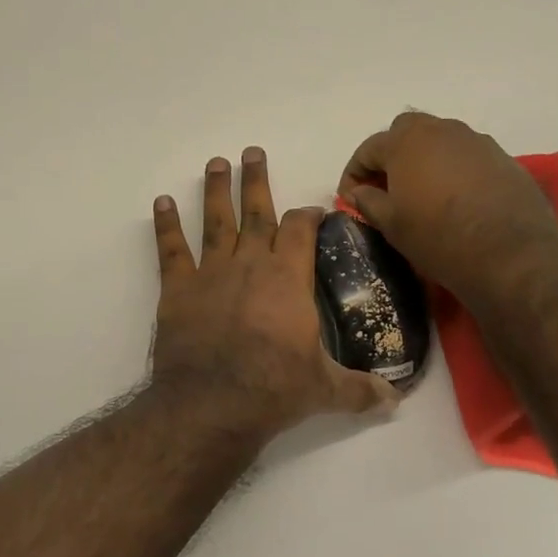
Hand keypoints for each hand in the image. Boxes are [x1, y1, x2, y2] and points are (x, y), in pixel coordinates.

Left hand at [152, 147, 398, 437]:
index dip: (307, 215)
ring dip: (216, 190)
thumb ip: (361, 390)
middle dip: (256, 180)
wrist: (212, 403)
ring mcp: (211, 272)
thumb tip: (396, 401)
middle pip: (257, 212)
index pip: (300, 230)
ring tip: (216, 163)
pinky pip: (171, 250)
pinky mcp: (178, 289)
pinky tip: (161, 202)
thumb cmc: (274, 389)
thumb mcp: (325, 390)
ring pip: (216, 221)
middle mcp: (251, 264)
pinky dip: (165, 225)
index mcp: (288, 278)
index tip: (311, 209)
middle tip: (252, 152)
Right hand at [340, 112, 557, 301]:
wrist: (511, 253)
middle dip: (390, 156)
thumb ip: (368, 201)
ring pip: (439, 141)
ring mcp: (475, 140)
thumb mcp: (392, 224)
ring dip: (424, 160)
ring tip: (422, 193)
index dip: (353, 174)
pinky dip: (453, 169)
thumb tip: (358, 192)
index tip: (350, 198)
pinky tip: (456, 198)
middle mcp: (441, 129)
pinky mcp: (502, 157)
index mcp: (406, 141)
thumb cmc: (438, 236)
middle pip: (405, 133)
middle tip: (387, 188)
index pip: (368, 149)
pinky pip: (466, 156)